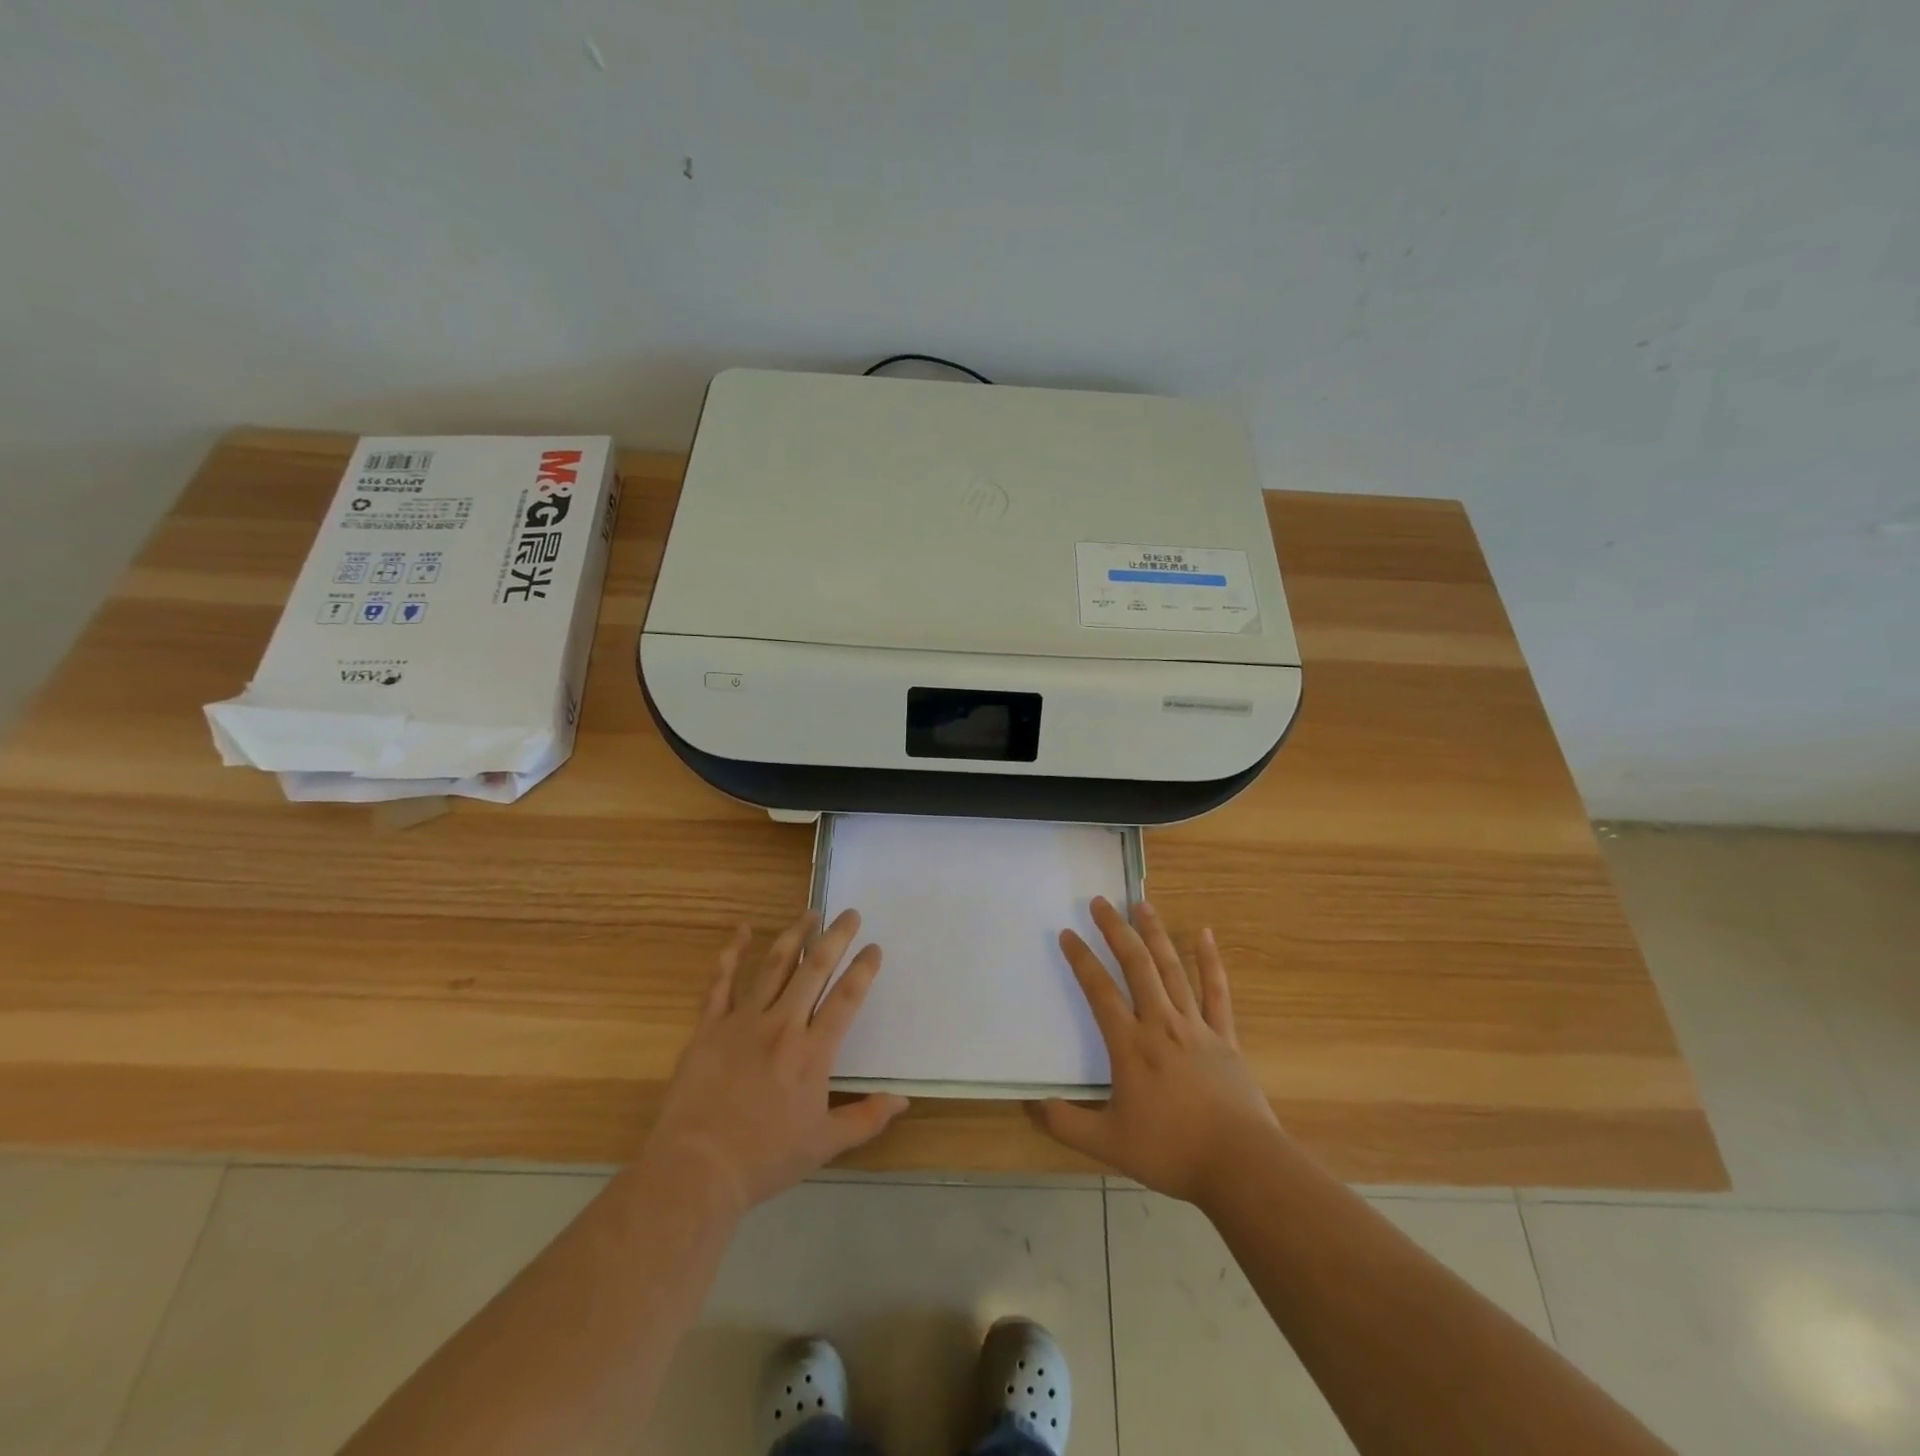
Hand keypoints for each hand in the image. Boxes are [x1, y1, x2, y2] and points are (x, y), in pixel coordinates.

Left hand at [644, 910, 907, 1215]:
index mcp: (813, 1051)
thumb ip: (866, 1119)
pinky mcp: (710, 1025)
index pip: (847, 997)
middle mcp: (783, 1024)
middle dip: (836, 936)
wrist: (697, 1168)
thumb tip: (903, 1100)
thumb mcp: (824, 1145)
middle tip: (850, 913)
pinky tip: (742, 930)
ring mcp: (744, 1020)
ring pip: (775, 965)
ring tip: (811, 913)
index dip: (864, 968)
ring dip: (795, 934)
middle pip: (815, 968)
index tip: (874, 947)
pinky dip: (732, 953)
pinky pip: (721, 981)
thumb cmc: (765, 1158)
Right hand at [1034, 897, 1280, 1202]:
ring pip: (1171, 968)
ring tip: (1141, 905)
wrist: (1240, 1165)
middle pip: (1136, 965)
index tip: (1067, 934)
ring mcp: (1196, 1026)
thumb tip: (1029, 1104)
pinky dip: (1210, 961)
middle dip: (1115, 930)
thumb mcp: (1108, 1144)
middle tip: (1100, 901)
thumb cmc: (1172, 1152)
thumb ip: (1065, 1123)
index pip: (1099, 990)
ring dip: (1155, 934)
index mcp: (1130, 1045)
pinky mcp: (1224, 1036)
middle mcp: (1160, 1024)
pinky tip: (1205, 934)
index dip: (1081, 959)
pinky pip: (1216, 991)